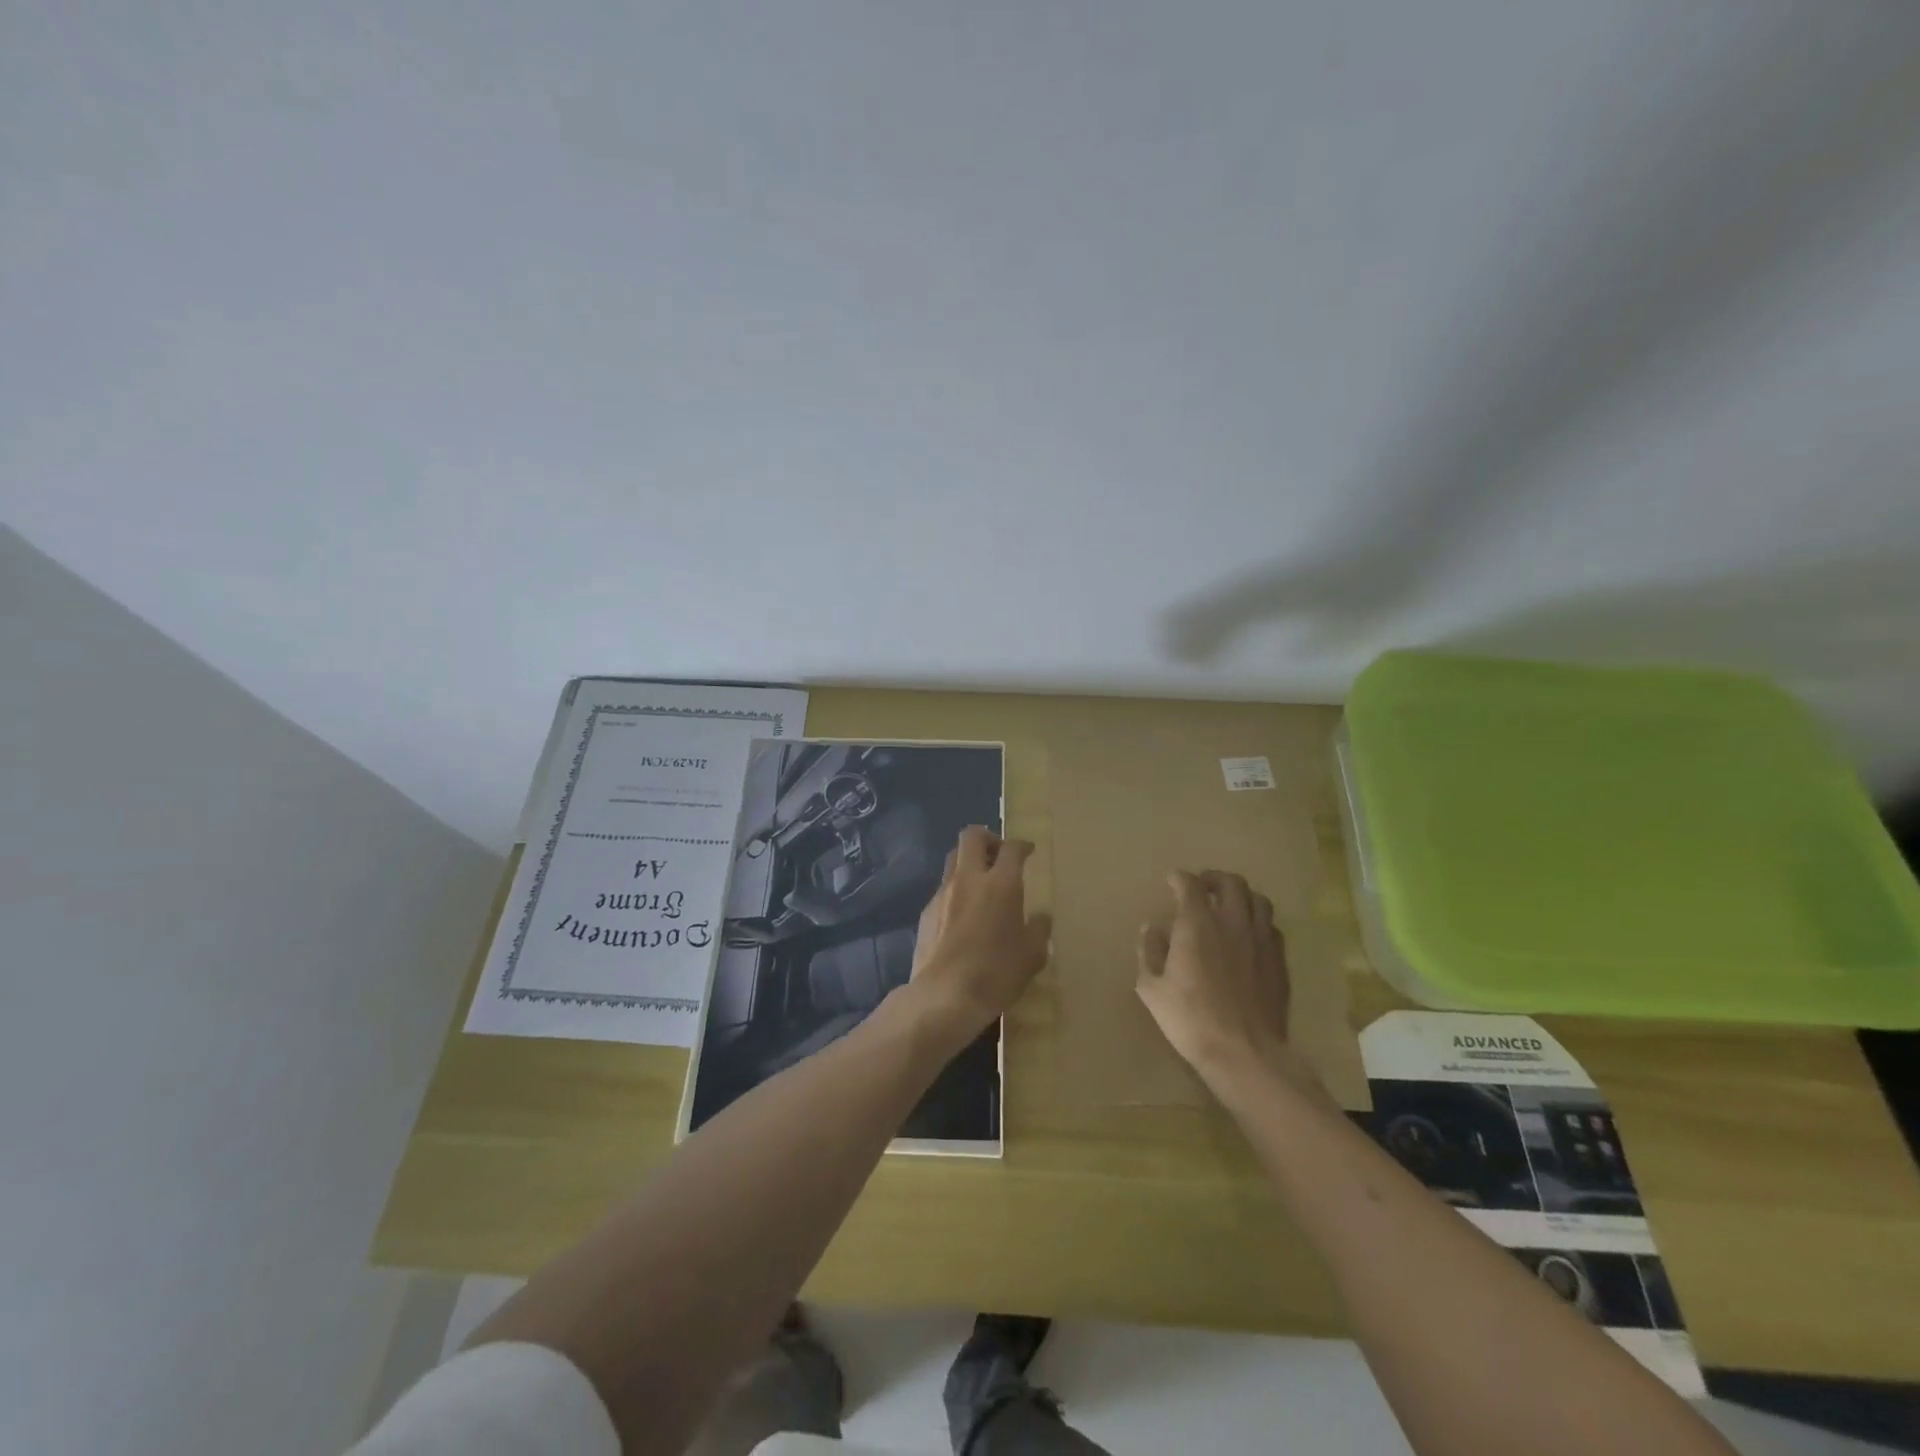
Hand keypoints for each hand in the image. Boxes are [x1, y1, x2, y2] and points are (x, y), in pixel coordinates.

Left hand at [907, 826, 1051, 1039]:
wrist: (943, 997)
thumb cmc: (995, 973)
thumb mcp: (1031, 956)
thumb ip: (1038, 930)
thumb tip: (1040, 919)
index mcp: (1000, 884)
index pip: (1011, 848)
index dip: (1021, 845)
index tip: (1029, 851)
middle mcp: (968, 879)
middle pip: (972, 837)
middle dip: (988, 839)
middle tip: (1000, 855)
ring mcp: (942, 894)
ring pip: (954, 861)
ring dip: (969, 863)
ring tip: (982, 885)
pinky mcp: (925, 913)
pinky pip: (943, 889)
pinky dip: (956, 892)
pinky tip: (964, 916)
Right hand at [1135, 870, 1318, 1097]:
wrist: (1245, 1053)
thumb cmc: (1190, 1019)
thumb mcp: (1152, 988)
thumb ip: (1149, 952)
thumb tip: (1151, 928)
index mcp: (1197, 924)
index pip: (1190, 885)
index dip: (1179, 878)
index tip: (1172, 880)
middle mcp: (1232, 923)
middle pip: (1231, 883)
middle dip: (1214, 878)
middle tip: (1202, 887)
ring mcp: (1261, 941)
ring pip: (1259, 900)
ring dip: (1241, 896)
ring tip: (1230, 906)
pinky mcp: (1279, 962)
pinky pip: (1272, 928)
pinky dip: (1258, 923)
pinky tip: (1249, 937)